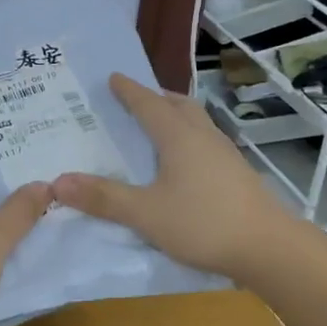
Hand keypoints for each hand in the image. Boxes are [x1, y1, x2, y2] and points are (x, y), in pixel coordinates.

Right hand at [50, 73, 297, 282]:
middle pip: (179, 106)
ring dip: (175, 117)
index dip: (130, 91)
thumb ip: (103, 198)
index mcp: (179, 137)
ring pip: (196, 123)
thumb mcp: (145, 213)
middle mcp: (203, 137)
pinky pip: (205, 143)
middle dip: (156, 98)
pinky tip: (183, 163)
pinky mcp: (237, 174)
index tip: (114, 77)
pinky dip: (187, 139)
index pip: (149, 104)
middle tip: (135, 100)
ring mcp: (225, 155)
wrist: (269, 248)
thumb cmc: (204, 224)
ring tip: (157, 127)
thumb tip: (57, 182)